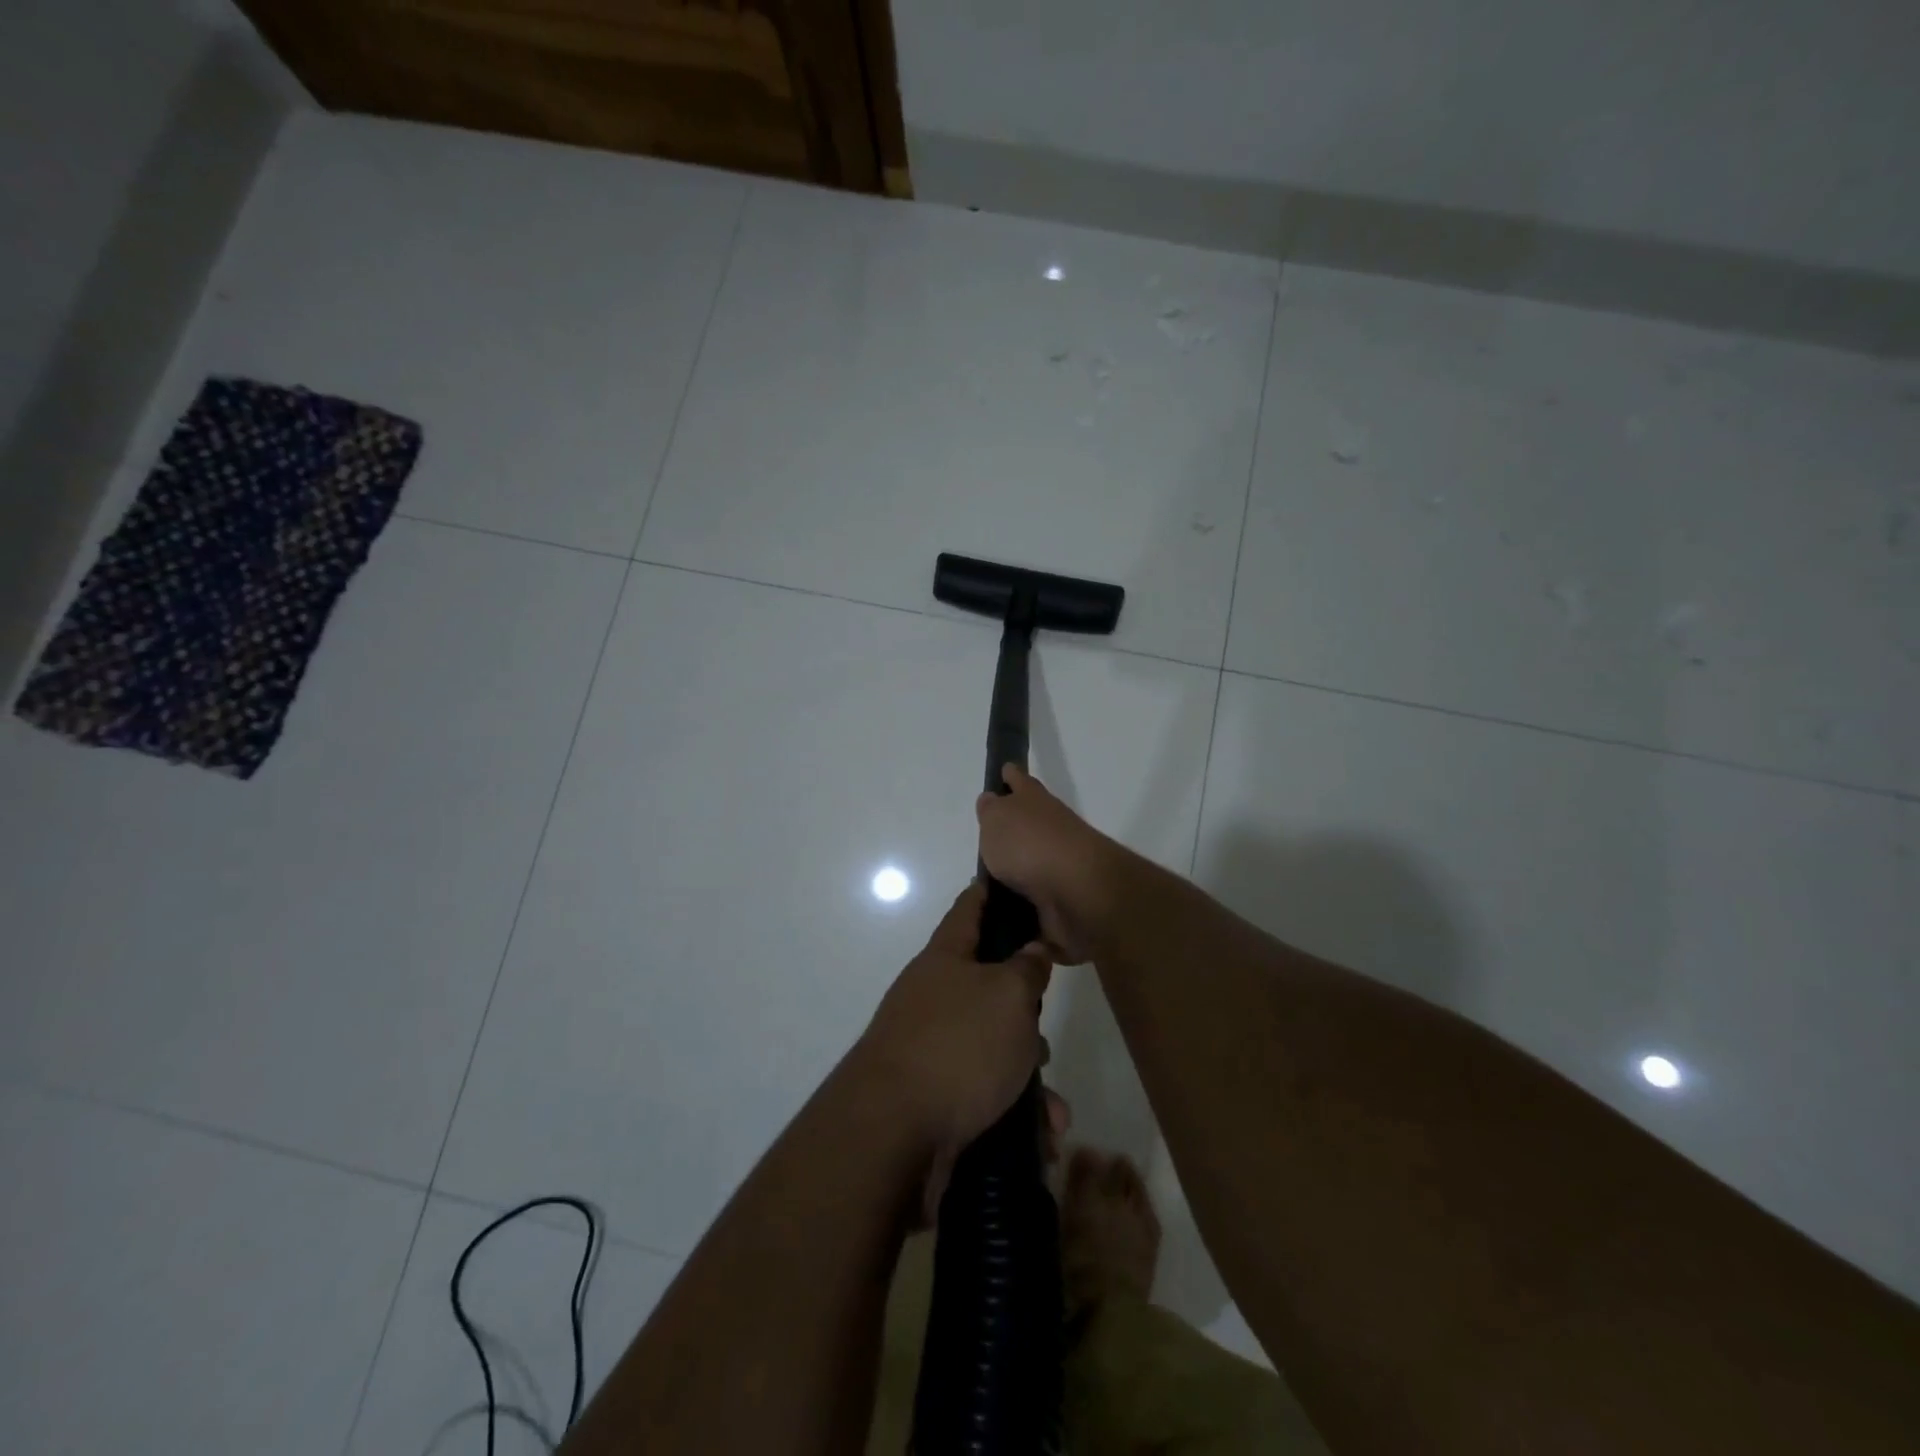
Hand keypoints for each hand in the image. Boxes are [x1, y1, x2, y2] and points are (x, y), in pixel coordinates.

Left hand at [858, 880, 1051, 1157]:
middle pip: (988, 985)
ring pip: (993, 1047)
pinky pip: (985, 1093)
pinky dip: (1014, 1111)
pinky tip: (1041, 1139)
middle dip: (1025, 1010)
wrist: (893, 1134)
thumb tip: (1034, 949)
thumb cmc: (958, 1045)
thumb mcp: (1008, 995)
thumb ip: (1028, 967)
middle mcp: (934, 997)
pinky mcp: (935, 1096)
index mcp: (945, 959)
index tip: (1010, 878)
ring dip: (1027, 1074)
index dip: (990, 891)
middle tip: (1046, 1028)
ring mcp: (931, 1047)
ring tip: (1053, 1109)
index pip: (969, 908)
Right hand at [975, 765, 1120, 964]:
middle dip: (1012, 830)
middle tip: (987, 840)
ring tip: (987, 885)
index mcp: (1035, 802)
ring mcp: (1059, 867)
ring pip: (1033, 865)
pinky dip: (1022, 908)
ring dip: (1016, 873)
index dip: (1011, 776)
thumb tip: (992, 800)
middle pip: (1029, 825)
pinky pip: (1036, 903)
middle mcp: (1051, 830)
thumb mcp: (997, 819)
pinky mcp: (1062, 902)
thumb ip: (991, 811)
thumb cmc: (1030, 845)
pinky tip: (1002, 916)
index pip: (1020, 781)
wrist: (1077, 892)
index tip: (1004, 770)